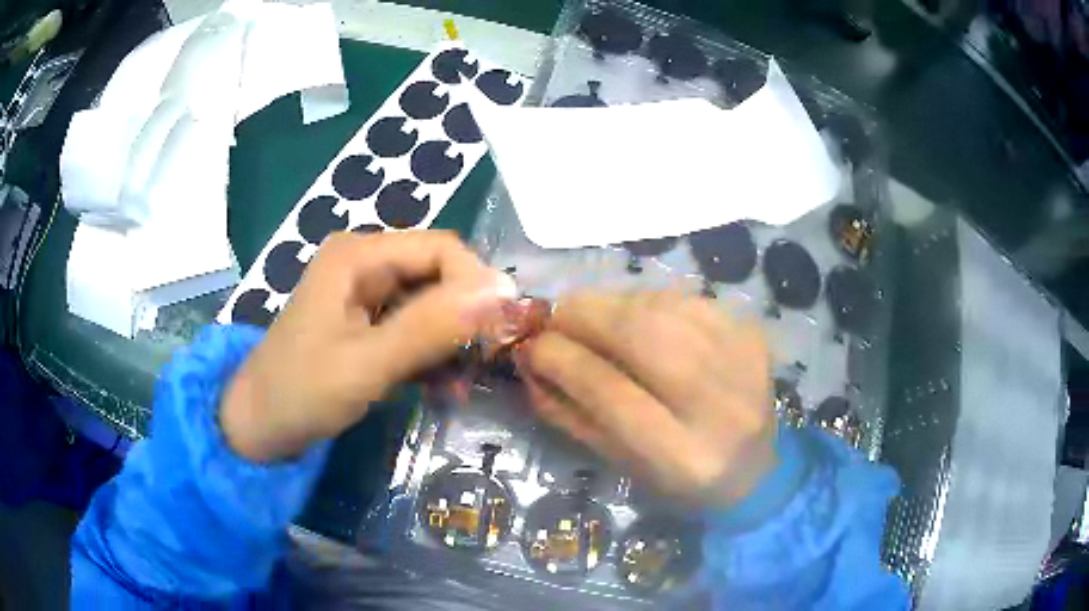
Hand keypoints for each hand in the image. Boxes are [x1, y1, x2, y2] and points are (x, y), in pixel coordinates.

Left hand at [222, 231, 510, 461]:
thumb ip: (430, 328)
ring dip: (452, 341)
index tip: (496, 335)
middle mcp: (365, 262)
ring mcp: (365, 293)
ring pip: (431, 303)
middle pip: (438, 274)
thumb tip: (502, 292)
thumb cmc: (301, 392)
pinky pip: (414, 327)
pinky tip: (444, 387)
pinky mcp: (366, 322)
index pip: (441, 249)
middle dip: (465, 317)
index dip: (475, 285)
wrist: (259, 426)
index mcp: (359, 255)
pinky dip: (433, 354)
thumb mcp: (367, 364)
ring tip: (463, 384)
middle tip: (484, 364)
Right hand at [516, 291, 775, 507]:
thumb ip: (573, 416)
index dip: (563, 361)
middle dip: (585, 316)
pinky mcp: (752, 333)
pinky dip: (647, 300)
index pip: (611, 394)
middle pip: (643, 337)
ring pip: (663, 309)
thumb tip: (531, 364)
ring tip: (587, 314)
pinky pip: (686, 299)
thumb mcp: (623, 464)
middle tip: (554, 317)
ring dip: (612, 303)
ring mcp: (743, 360)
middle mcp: (720, 405)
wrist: (757, 468)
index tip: (530, 347)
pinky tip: (634, 315)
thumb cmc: (681, 481)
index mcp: (684, 456)